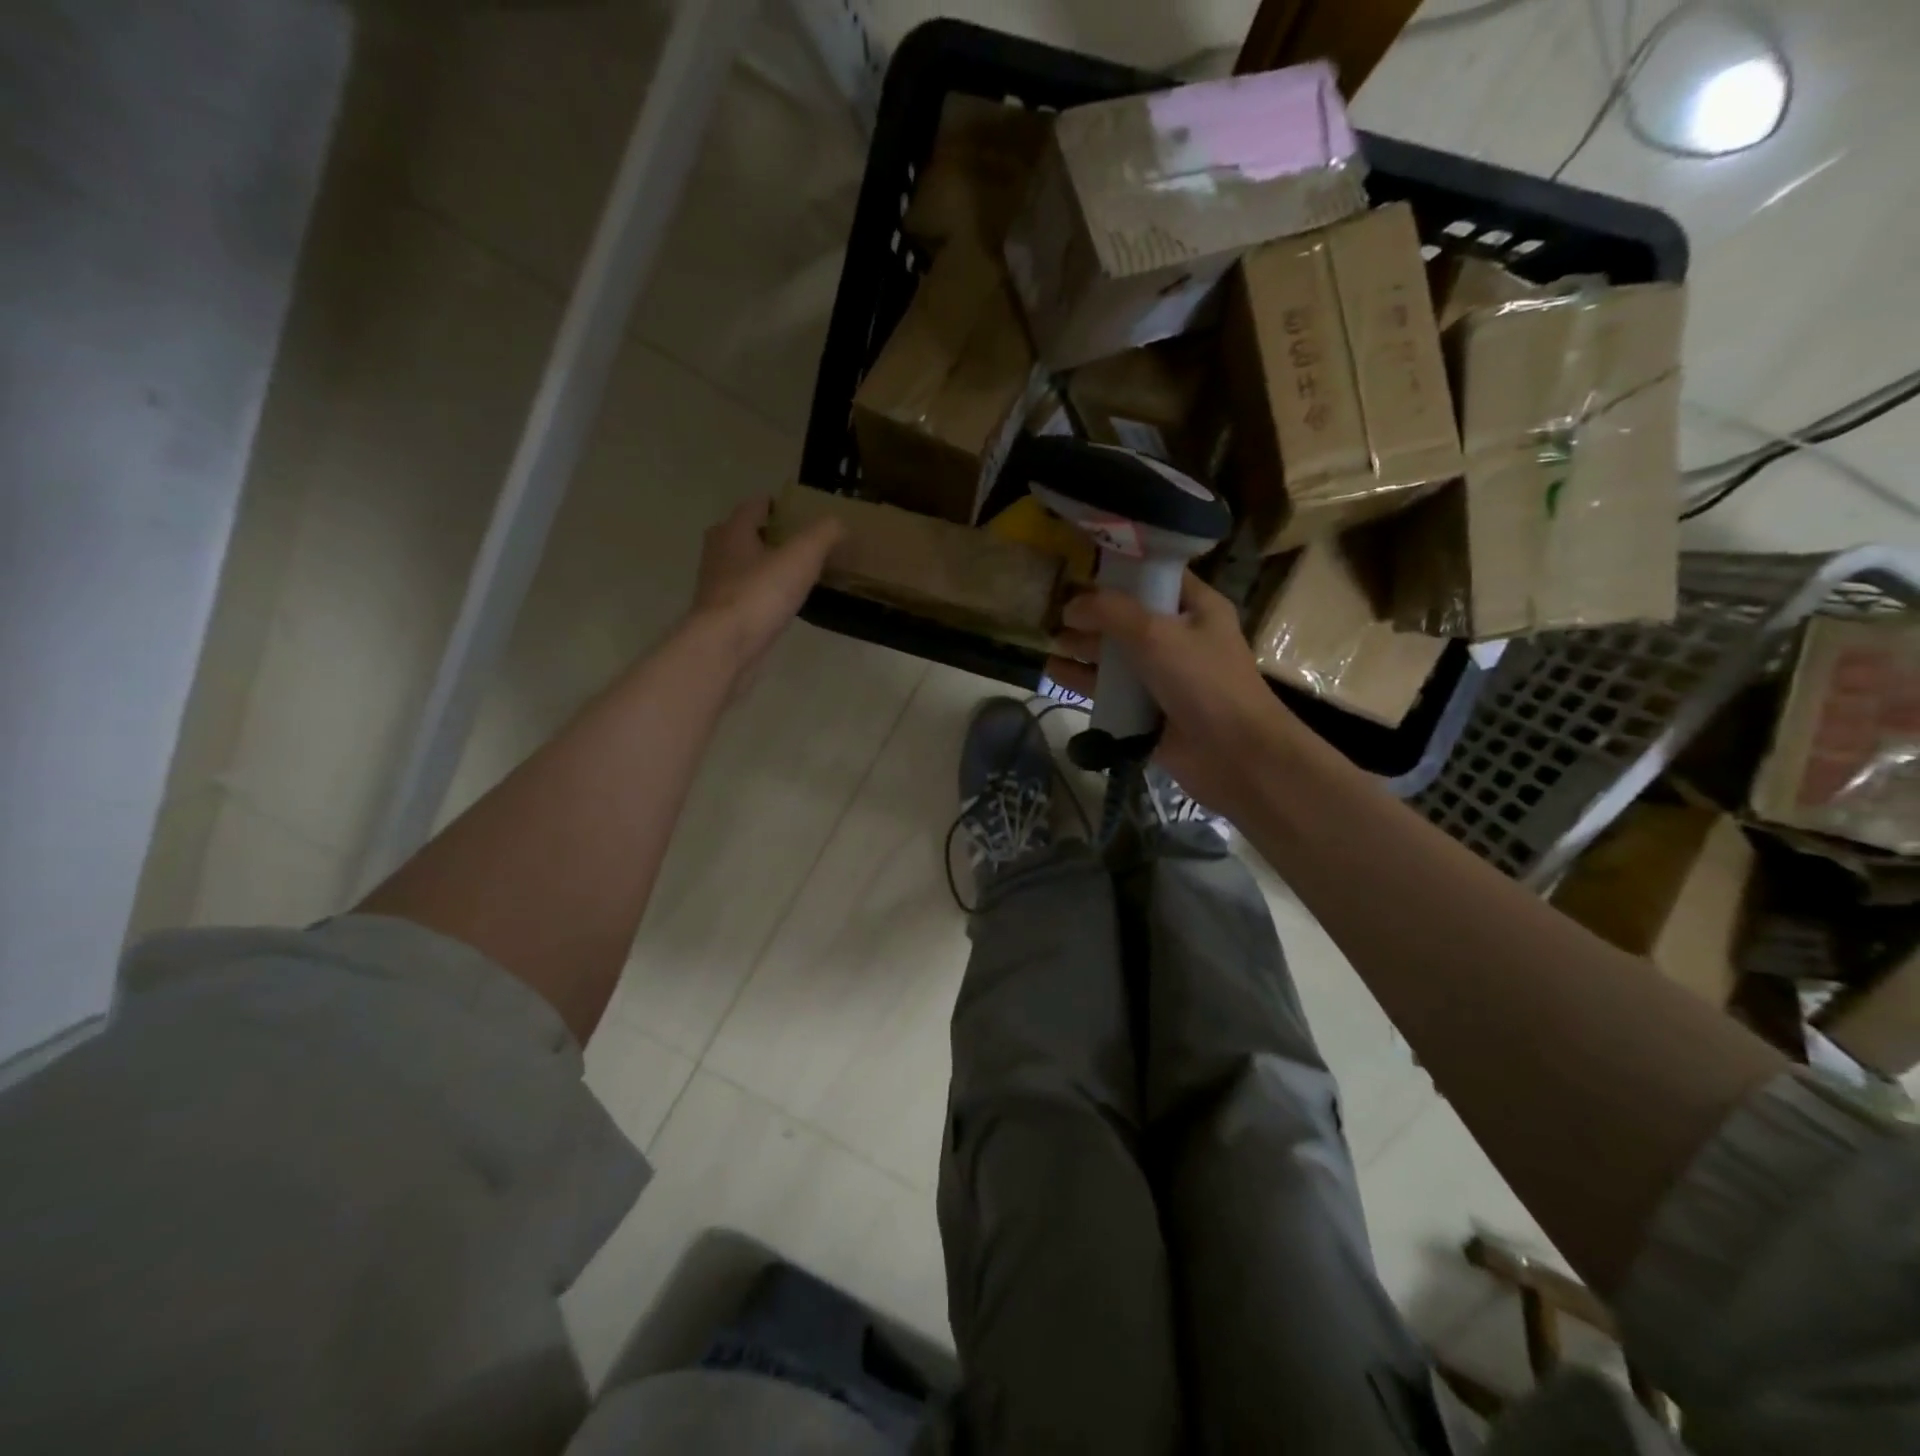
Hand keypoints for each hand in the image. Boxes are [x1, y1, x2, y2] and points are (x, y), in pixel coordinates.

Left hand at [690, 497, 842, 675]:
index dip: (774, 504)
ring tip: (790, 574)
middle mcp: (718, 554)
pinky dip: (759, 595)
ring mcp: (716, 588)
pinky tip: (778, 605)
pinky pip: (743, 597)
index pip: (753, 506)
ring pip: (739, 567)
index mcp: (733, 532)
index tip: (795, 510)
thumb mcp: (801, 557)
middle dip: (763, 535)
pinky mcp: (721, 617)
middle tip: (793, 542)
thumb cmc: (760, 594)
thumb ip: (823, 535)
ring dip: (760, 567)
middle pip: (740, 535)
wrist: (725, 646)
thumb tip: (839, 523)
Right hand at [1047, 572, 1313, 815]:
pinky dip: (1085, 680)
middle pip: (1129, 616)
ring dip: (1084, 647)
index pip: (1155, 576)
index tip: (1080, 571)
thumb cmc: (1203, 682)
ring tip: (1048, 641)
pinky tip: (1054, 672)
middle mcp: (1180, 636)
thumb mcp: (1157, 634)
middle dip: (1092, 613)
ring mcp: (1164, 675)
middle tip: (1054, 611)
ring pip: (1116, 654)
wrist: (1234, 755)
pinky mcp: (1148, 709)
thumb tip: (1071, 606)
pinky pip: (1111, 689)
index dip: (1119, 572)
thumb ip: (1111, 613)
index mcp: (1197, 607)